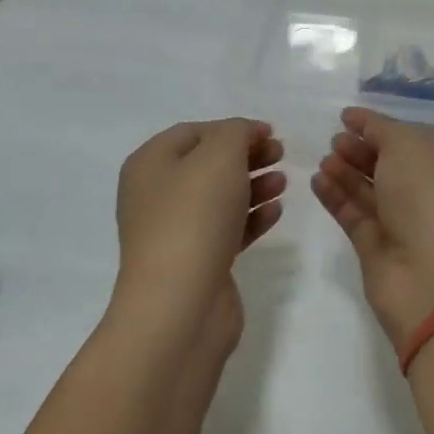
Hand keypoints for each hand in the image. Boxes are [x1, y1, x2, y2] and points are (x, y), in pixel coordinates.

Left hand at [112, 118, 284, 350]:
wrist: (180, 305)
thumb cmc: (194, 217)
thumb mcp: (219, 156)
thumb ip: (236, 133)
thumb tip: (246, 133)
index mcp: (150, 164)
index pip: (194, 132)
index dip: (233, 128)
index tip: (270, 132)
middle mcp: (156, 195)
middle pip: (208, 164)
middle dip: (247, 156)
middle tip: (281, 153)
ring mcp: (175, 232)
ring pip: (220, 198)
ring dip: (254, 186)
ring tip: (284, 182)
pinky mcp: (197, 262)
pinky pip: (227, 230)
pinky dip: (252, 218)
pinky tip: (275, 212)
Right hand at [312, 107, 433, 348]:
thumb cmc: (428, 197)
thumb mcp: (408, 146)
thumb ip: (380, 129)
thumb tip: (359, 121)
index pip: (406, 136)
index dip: (377, 125)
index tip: (346, 116)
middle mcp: (423, 190)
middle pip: (385, 163)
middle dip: (359, 148)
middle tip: (333, 140)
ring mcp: (399, 220)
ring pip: (367, 188)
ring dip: (344, 171)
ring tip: (323, 159)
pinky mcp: (375, 246)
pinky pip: (352, 213)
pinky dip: (335, 196)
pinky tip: (317, 180)